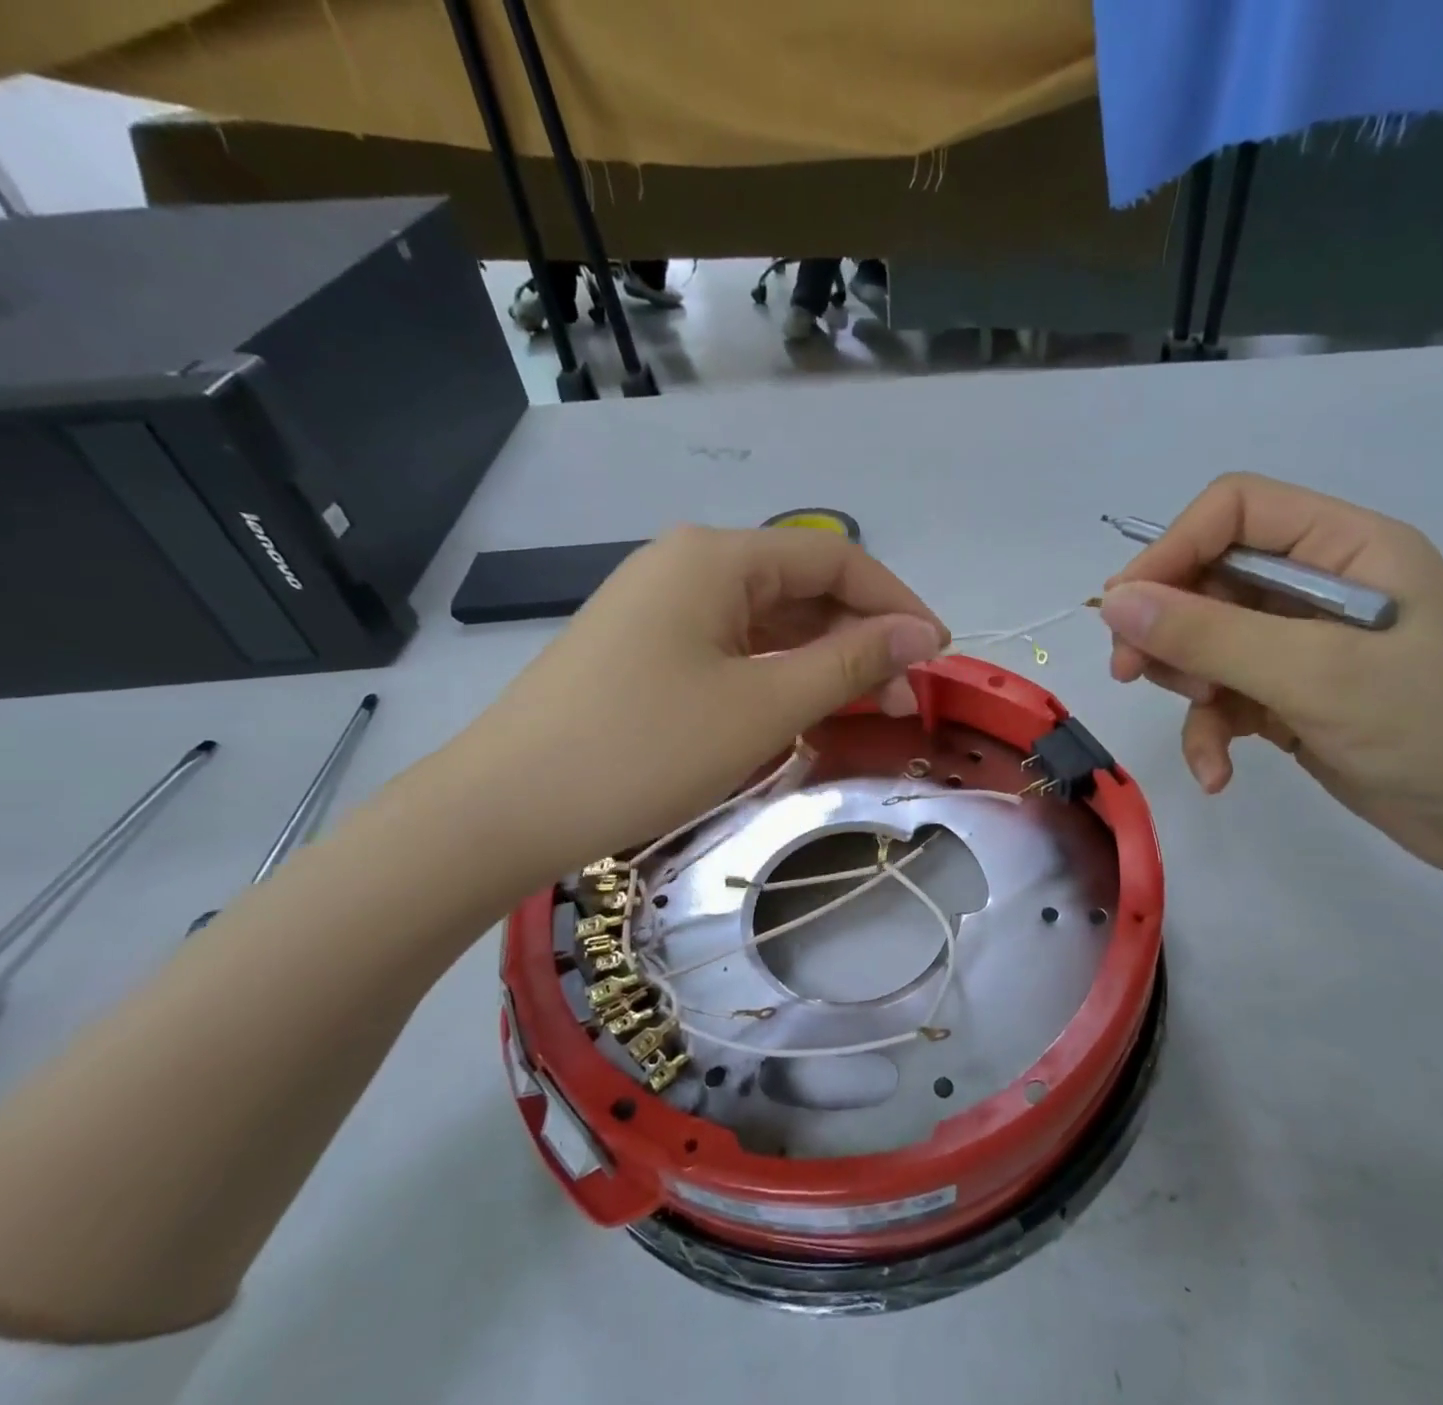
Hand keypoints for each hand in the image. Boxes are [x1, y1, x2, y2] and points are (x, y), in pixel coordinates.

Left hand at [436, 525, 946, 889]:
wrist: (503, 809)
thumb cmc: (644, 749)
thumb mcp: (763, 705)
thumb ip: (851, 662)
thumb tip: (923, 634)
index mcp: (718, 557)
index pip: (835, 560)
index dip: (896, 604)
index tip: (939, 656)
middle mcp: (689, 564)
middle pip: (802, 588)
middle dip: (861, 639)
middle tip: (903, 702)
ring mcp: (662, 606)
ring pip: (768, 622)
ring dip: (822, 660)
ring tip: (862, 712)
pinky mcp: (646, 648)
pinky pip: (733, 648)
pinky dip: (776, 675)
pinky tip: (798, 712)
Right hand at [1100, 473, 1442, 872]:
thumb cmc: (1434, 725)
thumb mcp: (1314, 673)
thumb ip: (1208, 634)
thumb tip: (1113, 602)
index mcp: (1342, 547)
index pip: (1233, 512)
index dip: (1172, 549)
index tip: (1126, 608)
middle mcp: (1316, 586)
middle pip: (1207, 579)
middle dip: (1169, 629)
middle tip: (1131, 672)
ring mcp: (1301, 645)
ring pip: (1205, 644)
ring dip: (1188, 686)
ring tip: (1203, 723)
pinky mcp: (1290, 697)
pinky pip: (1224, 698)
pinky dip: (1210, 733)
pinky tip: (1217, 773)